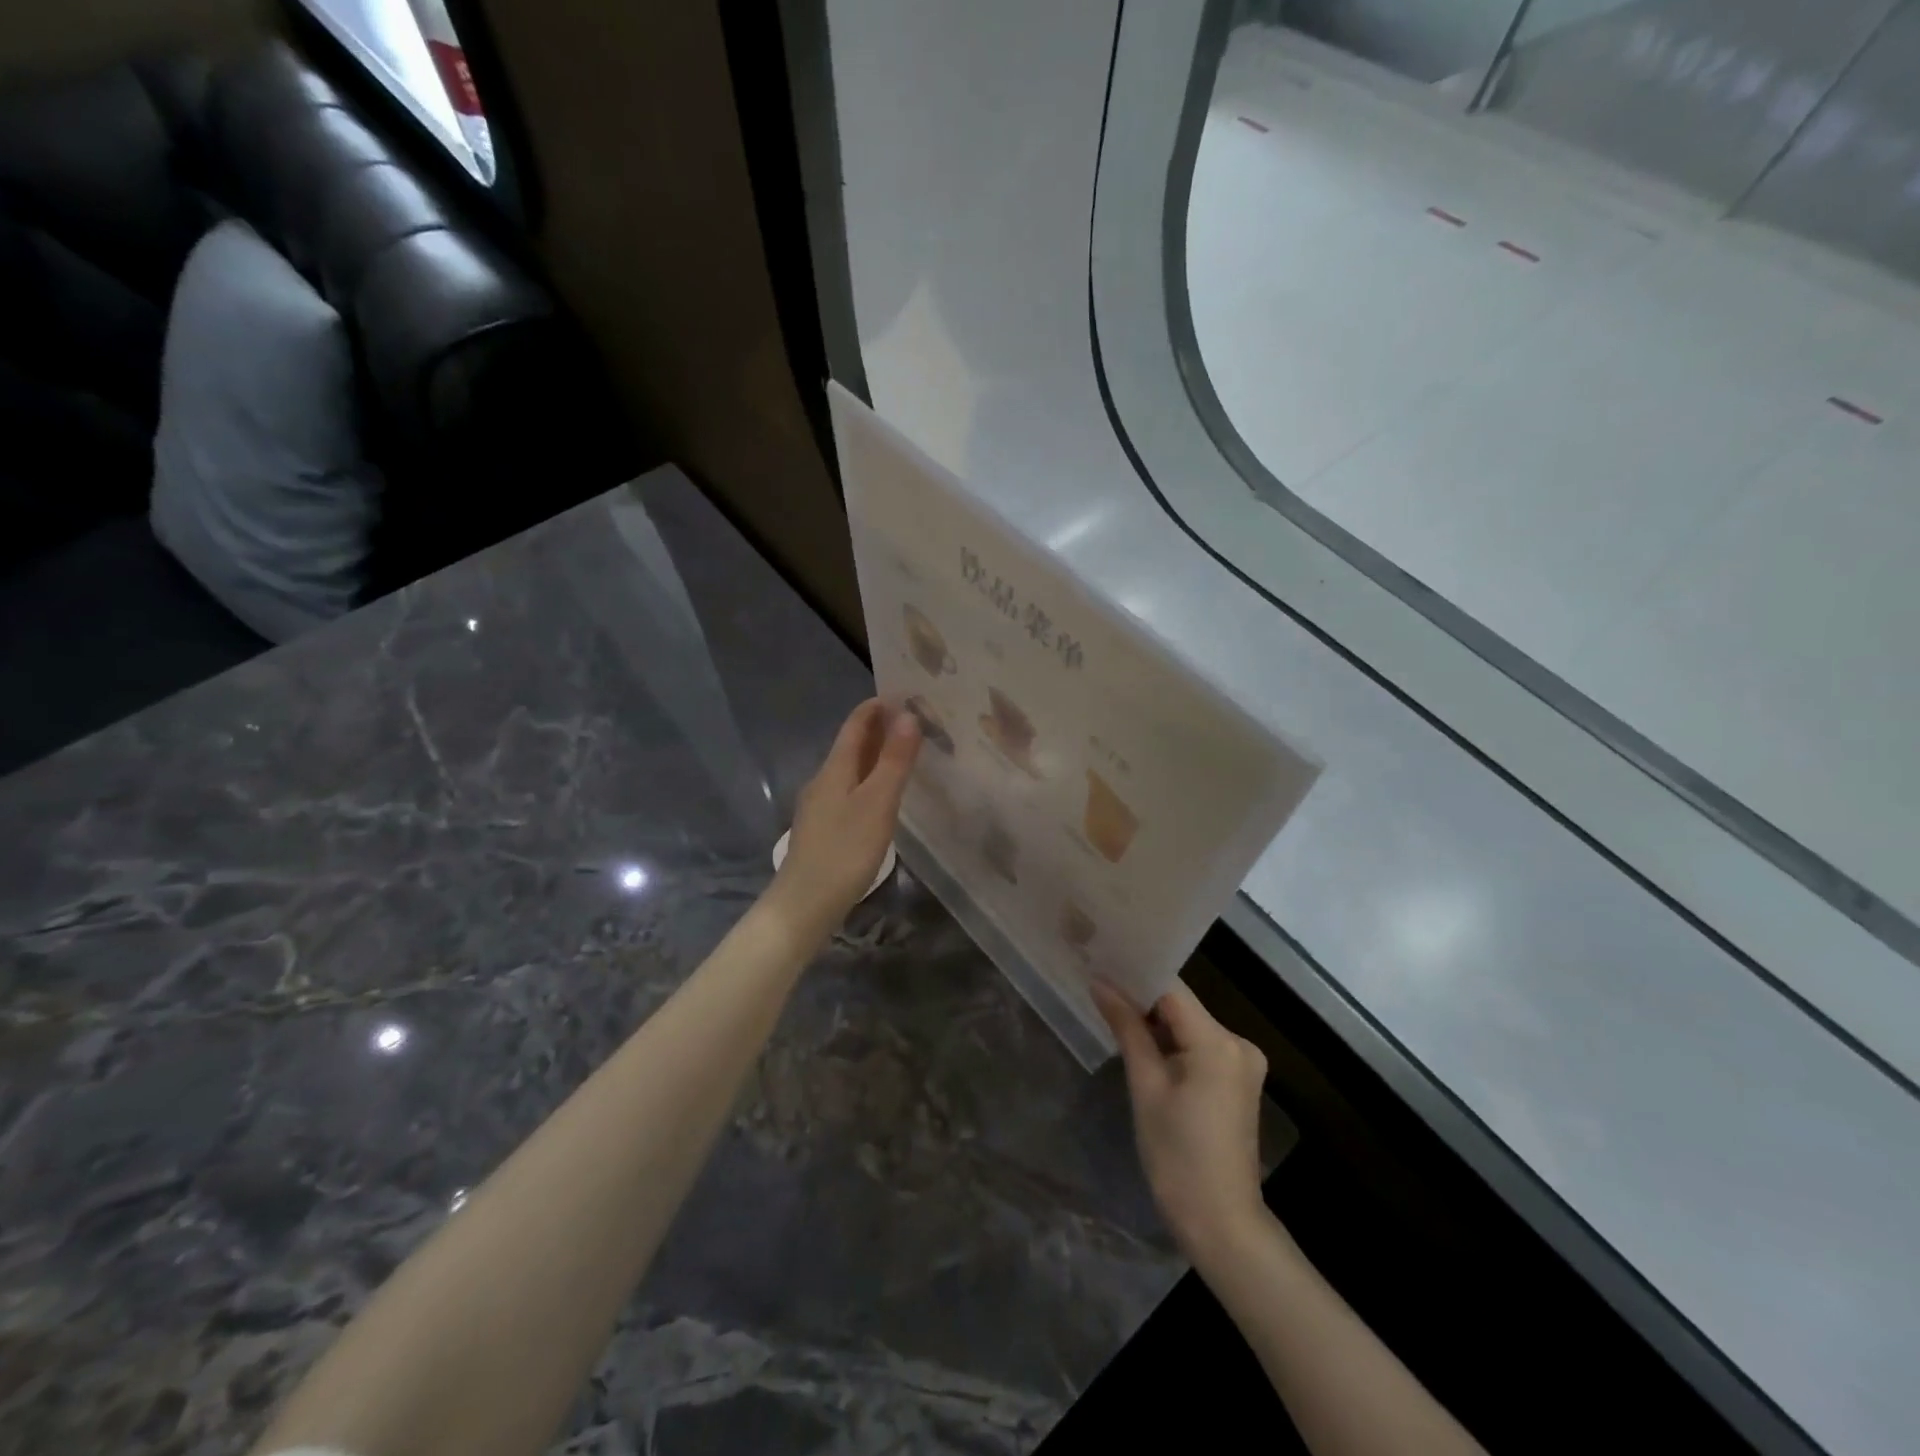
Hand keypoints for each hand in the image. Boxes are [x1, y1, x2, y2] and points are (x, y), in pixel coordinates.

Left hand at [772, 699, 920, 927]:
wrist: (804, 904)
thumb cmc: (845, 850)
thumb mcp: (877, 803)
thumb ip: (894, 760)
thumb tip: (908, 715)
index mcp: (834, 769)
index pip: (855, 725)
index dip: (876, 707)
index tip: (904, 694)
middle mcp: (823, 780)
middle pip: (850, 745)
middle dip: (878, 729)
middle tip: (912, 721)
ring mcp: (819, 806)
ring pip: (849, 769)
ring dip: (874, 756)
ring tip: (903, 754)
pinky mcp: (823, 829)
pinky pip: (848, 790)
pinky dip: (868, 780)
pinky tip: (880, 796)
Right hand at [1093, 980, 1268, 1265]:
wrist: (1221, 1223)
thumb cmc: (1177, 1156)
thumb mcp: (1145, 1087)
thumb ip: (1127, 1028)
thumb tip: (1100, 982)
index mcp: (1217, 1042)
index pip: (1171, 989)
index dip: (1135, 974)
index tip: (1101, 963)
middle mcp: (1238, 1042)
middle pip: (1181, 1004)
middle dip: (1142, 997)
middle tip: (1099, 985)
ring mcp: (1242, 1061)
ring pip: (1189, 1024)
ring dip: (1155, 1020)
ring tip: (1112, 1009)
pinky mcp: (1238, 1079)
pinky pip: (1199, 1044)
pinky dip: (1172, 1041)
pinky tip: (1142, 1042)